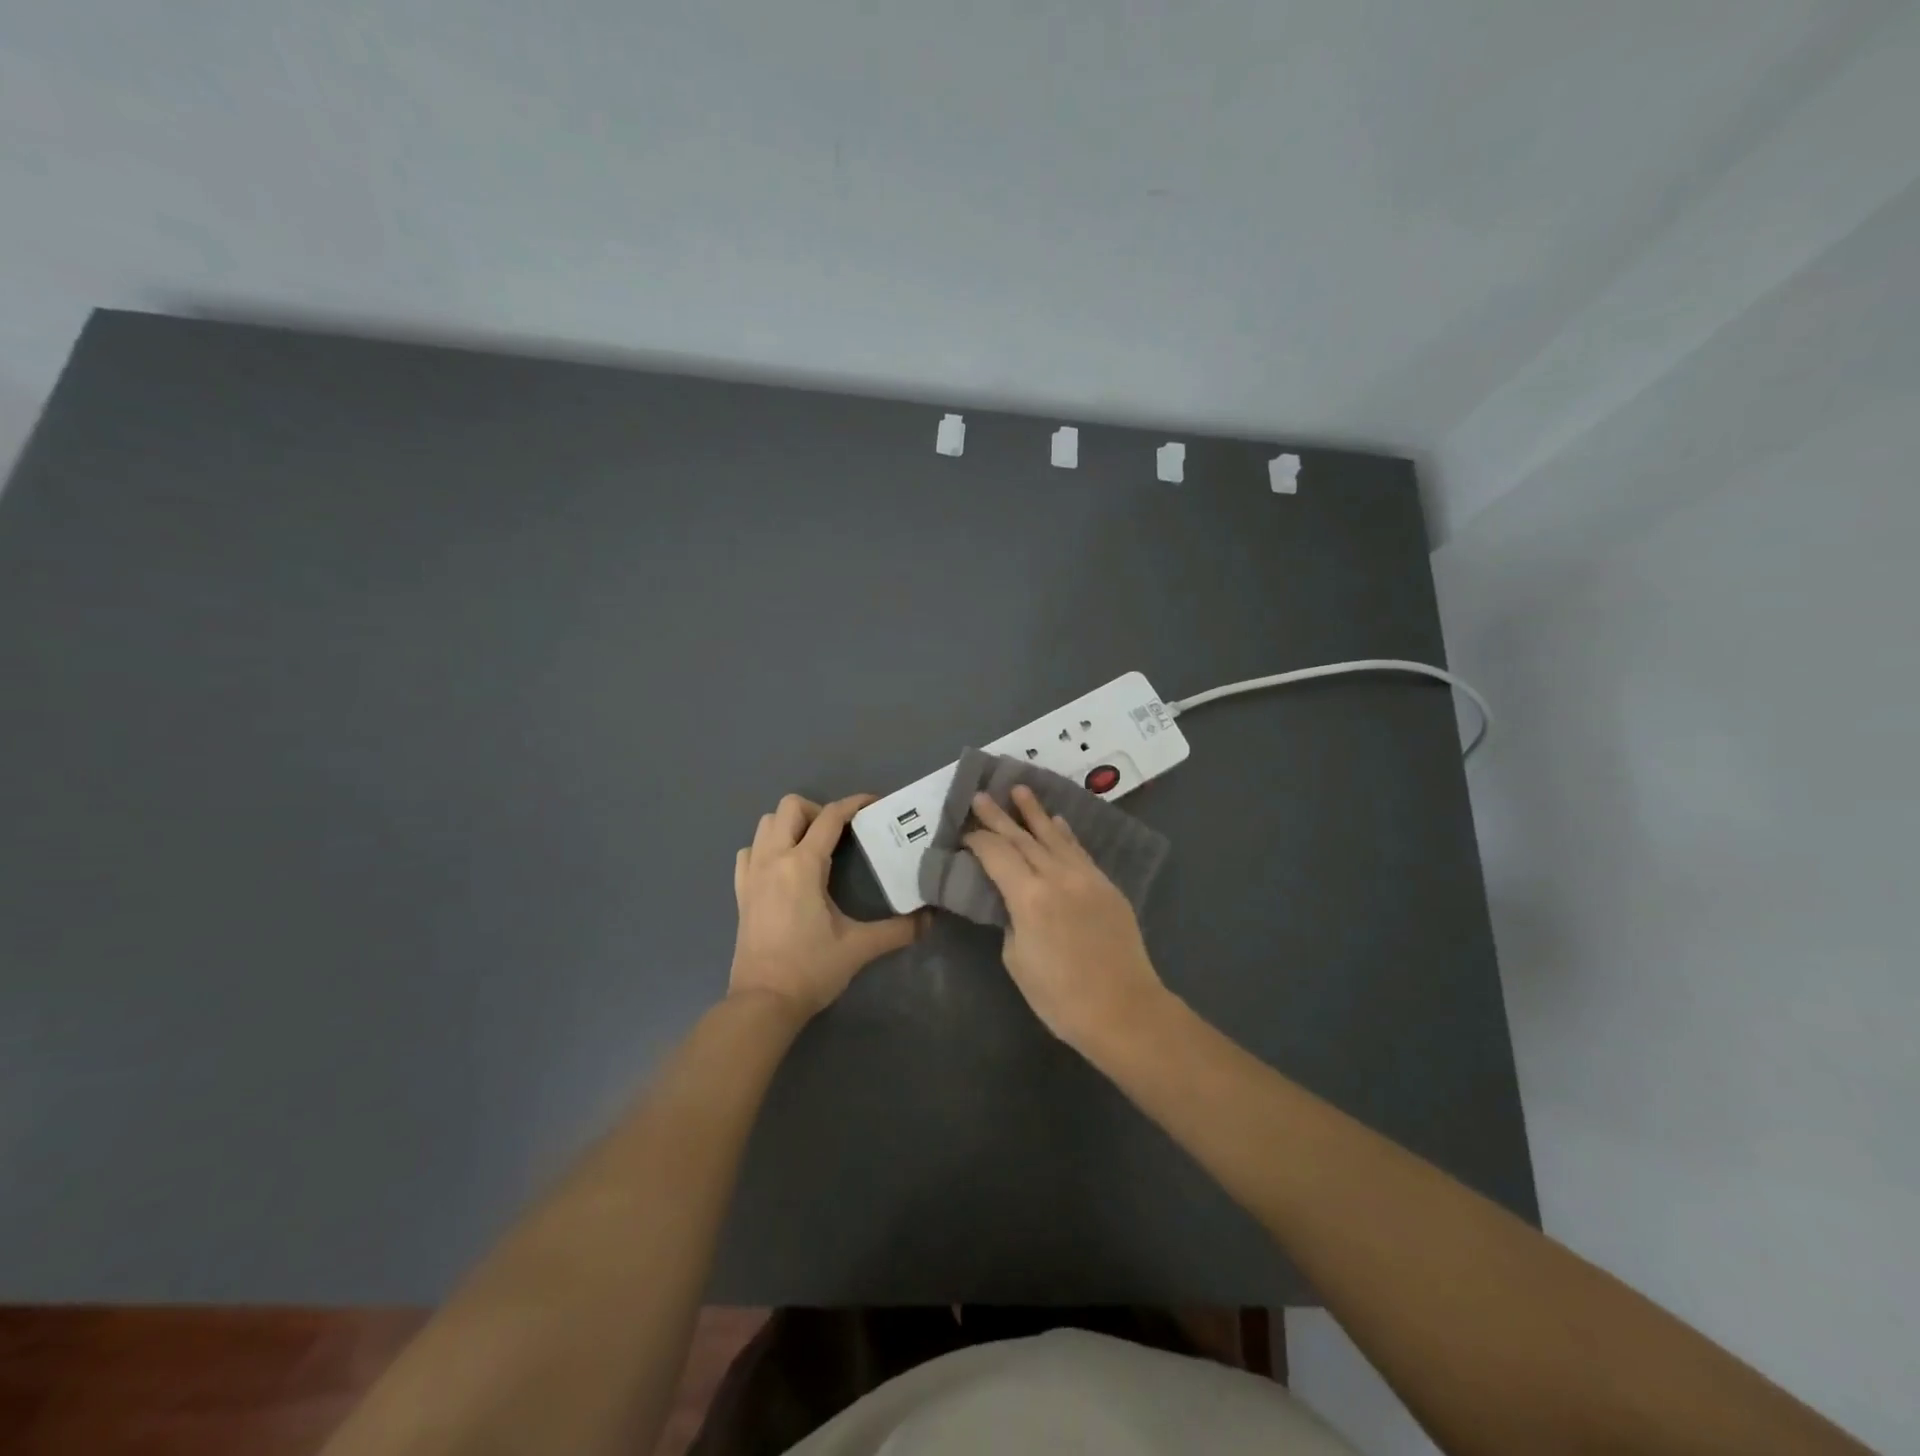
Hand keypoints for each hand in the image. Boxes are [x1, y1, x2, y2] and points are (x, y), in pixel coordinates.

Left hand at [731, 793, 919, 1018]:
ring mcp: (751, 875)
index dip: (854, 804)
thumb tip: (930, 919)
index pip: (830, 817)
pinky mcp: (740, 893)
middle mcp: (773, 859)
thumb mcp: (859, 948)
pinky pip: (748, 852)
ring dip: (790, 825)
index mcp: (802, 865)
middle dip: (817, 810)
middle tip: (839, 835)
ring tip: (813, 848)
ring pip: (765, 824)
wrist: (762, 1003)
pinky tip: (783, 868)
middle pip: (790, 807)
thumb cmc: (811, 969)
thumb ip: (898, 930)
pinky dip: (765, 848)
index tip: (874, 804)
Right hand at [964, 786, 1169, 1052]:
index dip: (978, 840)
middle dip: (999, 816)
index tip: (964, 832)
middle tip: (981, 794)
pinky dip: (1064, 833)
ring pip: (1054, 836)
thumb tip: (1015, 901)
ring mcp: (1086, 877)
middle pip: (1022, 838)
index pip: (996, 854)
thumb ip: (1012, 920)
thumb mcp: (1017, 960)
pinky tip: (1056, 821)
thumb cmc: (1060, 996)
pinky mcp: (1106, 885)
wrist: (1123, 1009)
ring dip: (1034, 812)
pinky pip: (1079, 850)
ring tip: (1019, 789)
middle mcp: (1057, 876)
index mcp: (1028, 897)